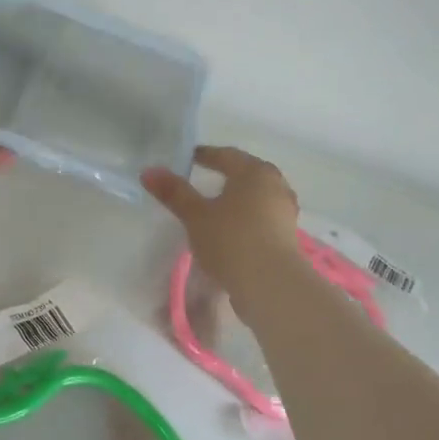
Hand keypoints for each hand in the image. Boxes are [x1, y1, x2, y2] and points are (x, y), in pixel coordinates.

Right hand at [142, 146, 302, 308]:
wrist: (270, 284)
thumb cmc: (231, 240)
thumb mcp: (195, 216)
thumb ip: (174, 192)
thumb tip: (149, 171)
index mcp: (254, 172)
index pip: (226, 155)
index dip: (205, 155)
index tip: (188, 158)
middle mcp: (276, 184)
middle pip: (246, 173)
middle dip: (226, 174)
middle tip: (204, 177)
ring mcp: (286, 210)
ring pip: (257, 195)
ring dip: (238, 197)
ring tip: (218, 205)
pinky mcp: (289, 235)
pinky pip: (263, 216)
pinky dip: (247, 216)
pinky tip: (233, 228)